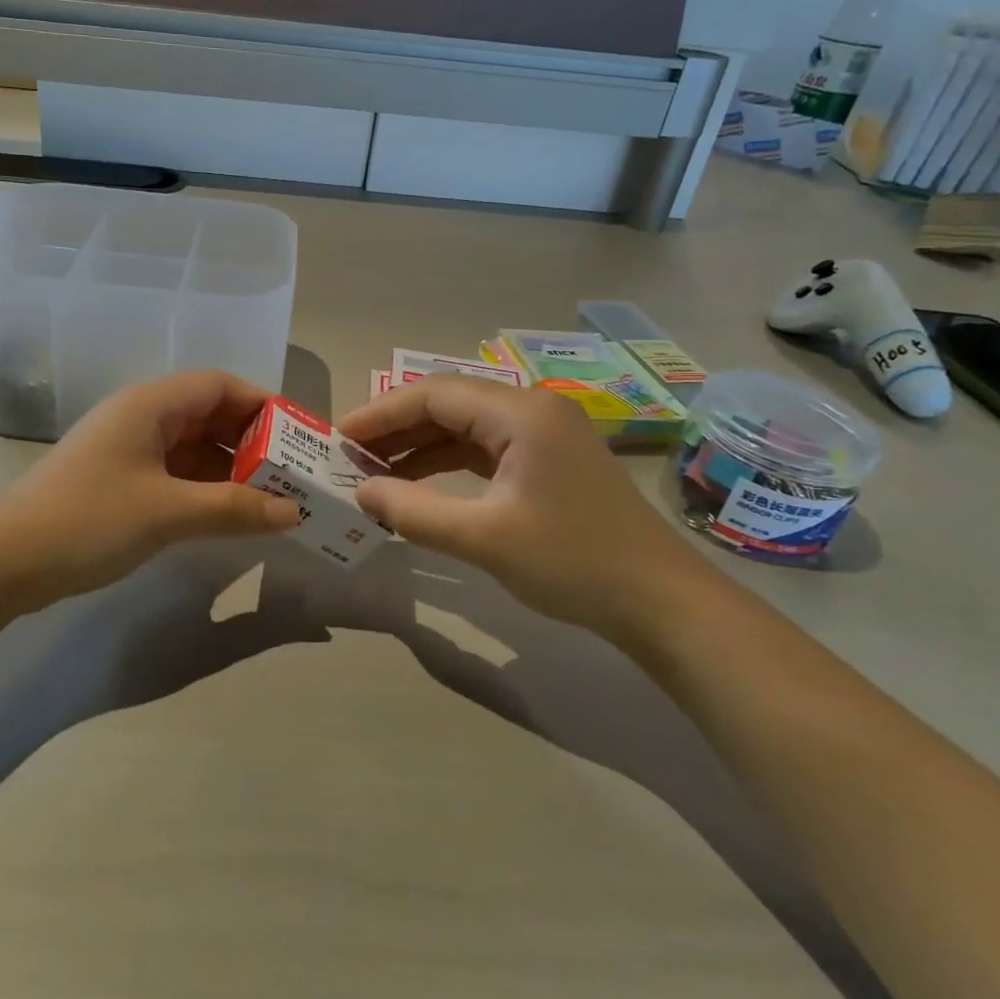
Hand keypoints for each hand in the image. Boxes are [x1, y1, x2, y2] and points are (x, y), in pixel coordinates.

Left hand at [0, 371, 300, 607]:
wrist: (6, 561)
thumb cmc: (89, 520)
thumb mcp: (168, 512)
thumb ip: (234, 508)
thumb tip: (293, 512)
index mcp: (151, 404)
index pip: (220, 386)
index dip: (263, 405)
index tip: (298, 436)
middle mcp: (142, 416)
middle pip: (209, 414)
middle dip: (252, 441)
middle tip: (293, 473)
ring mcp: (128, 448)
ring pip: (194, 446)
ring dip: (230, 468)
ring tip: (271, 497)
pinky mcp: (120, 479)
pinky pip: (176, 472)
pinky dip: (205, 487)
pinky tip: (229, 513)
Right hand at [338, 376, 717, 637]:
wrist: (660, 602)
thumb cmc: (572, 562)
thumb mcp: (483, 538)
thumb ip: (414, 511)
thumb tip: (360, 492)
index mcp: (521, 413)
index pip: (434, 395)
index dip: (380, 414)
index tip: (339, 438)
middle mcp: (532, 409)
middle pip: (448, 405)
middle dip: (395, 429)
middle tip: (349, 457)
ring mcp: (543, 434)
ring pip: (464, 427)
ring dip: (418, 447)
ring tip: (373, 472)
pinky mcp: (547, 461)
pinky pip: (484, 449)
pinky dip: (446, 464)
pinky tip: (418, 485)